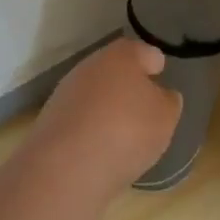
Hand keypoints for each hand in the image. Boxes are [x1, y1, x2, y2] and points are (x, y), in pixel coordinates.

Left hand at [30, 39, 182, 194]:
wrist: (66, 166)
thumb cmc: (126, 131)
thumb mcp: (165, 118)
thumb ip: (168, 102)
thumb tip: (161, 96)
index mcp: (122, 55)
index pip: (146, 53)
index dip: (156, 66)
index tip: (162, 79)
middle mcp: (92, 65)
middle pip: (117, 71)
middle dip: (130, 87)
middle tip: (145, 109)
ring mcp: (68, 91)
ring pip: (97, 94)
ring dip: (109, 108)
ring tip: (125, 135)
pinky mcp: (52, 119)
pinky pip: (81, 118)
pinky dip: (92, 129)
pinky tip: (101, 150)